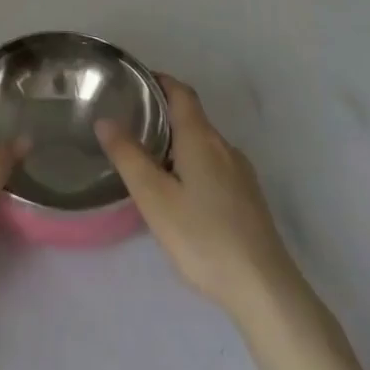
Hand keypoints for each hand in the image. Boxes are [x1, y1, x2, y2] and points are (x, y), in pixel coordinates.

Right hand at [97, 75, 299, 316]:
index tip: (134, 82)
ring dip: (179, 141)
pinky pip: (215, 165)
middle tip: (131, 124)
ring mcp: (241, 173)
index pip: (181, 92)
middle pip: (193, 117)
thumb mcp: (155, 198)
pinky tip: (182, 193)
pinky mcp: (249, 198)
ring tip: (150, 160)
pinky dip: (194, 163)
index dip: (159, 81)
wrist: (264, 288)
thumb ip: (128, 156)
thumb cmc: (203, 237)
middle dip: (164, 114)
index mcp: (201, 137)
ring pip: (204, 144)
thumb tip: (105, 119)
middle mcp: (224, 146)